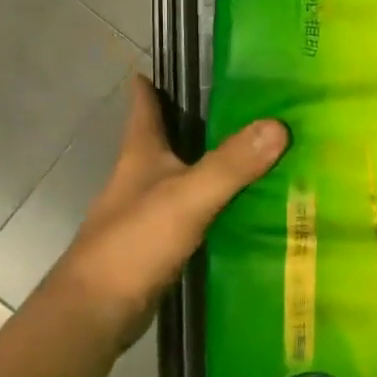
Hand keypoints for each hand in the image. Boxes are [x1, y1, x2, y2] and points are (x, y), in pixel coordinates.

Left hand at [46, 80, 286, 350]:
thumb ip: (231, 163)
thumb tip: (279, 126)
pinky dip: (221, 203)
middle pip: (172, 138)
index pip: (144, 106)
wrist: (97, 313)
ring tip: (265, 152)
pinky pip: (199, 210)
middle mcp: (143, 177)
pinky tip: (251, 206)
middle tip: (250, 104)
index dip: (153, 83)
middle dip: (202, 120)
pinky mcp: (162, 242)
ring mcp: (151, 211)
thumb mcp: (188, 196)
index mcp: (141, 154)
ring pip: (188, 175)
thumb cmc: (133, 243)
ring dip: (217, 164)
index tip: (175, 63)